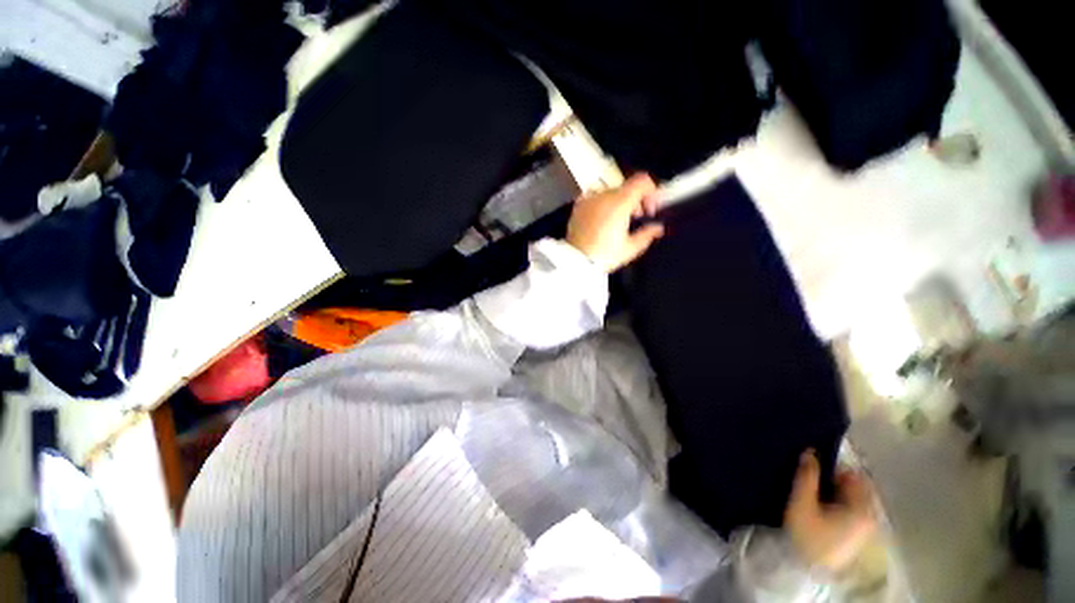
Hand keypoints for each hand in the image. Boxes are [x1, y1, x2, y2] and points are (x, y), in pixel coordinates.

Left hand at [566, 174, 665, 272]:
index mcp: (620, 203)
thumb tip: (657, 228)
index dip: (651, 191)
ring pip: (611, 192)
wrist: (576, 261)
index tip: (650, 206)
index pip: (642, 181)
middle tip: (636, 217)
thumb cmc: (602, 256)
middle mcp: (604, 196)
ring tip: (618, 221)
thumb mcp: (630, 248)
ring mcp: (589, 199)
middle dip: (635, 200)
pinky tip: (603, 220)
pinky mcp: (579, 206)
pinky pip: (595, 198)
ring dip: (619, 202)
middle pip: (627, 187)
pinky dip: (602, 205)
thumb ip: (647, 234)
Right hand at [784, 450, 876, 573]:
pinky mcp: (858, 535)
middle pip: (857, 487)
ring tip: (814, 491)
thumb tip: (810, 451)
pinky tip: (821, 507)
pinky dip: (839, 503)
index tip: (815, 465)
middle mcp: (871, 516)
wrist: (808, 570)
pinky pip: (852, 510)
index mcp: (863, 507)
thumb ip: (807, 475)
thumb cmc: (807, 534)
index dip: (835, 466)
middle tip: (812, 477)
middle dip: (835, 479)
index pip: (855, 475)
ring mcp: (867, 528)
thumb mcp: (802, 502)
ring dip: (836, 491)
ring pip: (853, 499)